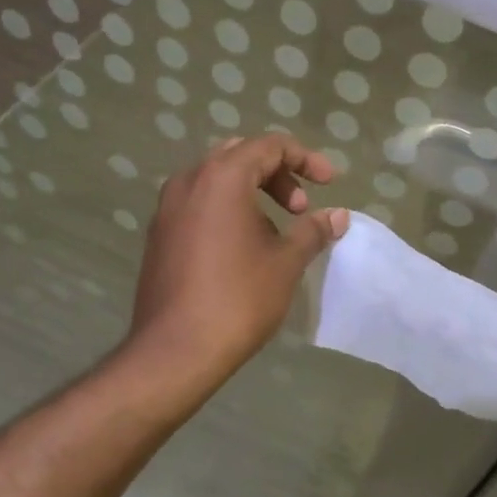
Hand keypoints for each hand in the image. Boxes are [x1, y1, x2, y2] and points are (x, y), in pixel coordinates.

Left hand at [127, 134, 347, 383]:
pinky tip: (243, 248)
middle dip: (277, 174)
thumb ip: (313, 230)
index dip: (305, 159)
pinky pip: (198, 205)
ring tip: (276, 230)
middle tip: (300, 207)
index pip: (269, 146)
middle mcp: (189, 181)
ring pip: (216, 180)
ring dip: (251, 192)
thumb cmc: (238, 298)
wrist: (176, 350)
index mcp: (221, 177)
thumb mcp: (286, 262)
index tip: (329, 184)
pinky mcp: (159, 235)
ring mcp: (167, 208)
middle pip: (240, 156)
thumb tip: (338, 216)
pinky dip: (227, 210)